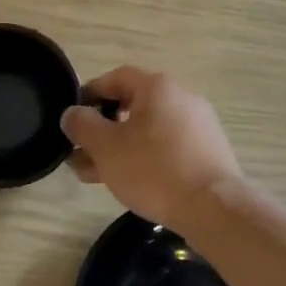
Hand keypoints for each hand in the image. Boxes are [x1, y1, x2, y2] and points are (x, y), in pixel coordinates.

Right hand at [60, 66, 242, 230]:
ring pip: (147, 130)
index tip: (72, 119)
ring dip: (119, 148)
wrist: (214, 208)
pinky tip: (130, 182)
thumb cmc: (154, 169)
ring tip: (97, 175)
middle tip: (80, 154)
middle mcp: (181, 97)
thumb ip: (82, 125)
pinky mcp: (208, 151)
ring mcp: (198, 125)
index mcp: (157, 87)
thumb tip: (72, 114)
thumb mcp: (106, 147)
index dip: (89, 94)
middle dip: (101, 130)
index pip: (115, 78)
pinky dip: (145, 157)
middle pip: (131, 106)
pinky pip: (167, 146)